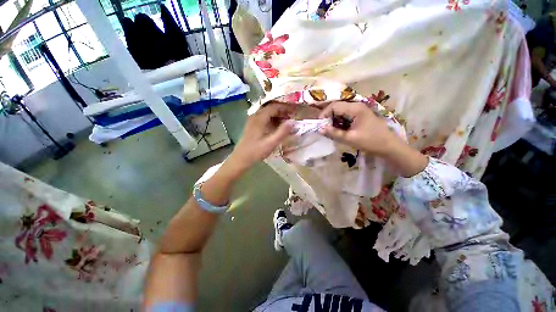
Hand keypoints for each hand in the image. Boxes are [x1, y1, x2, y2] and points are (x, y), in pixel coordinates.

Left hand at [228, 103, 294, 170]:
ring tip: (286, 121)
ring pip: (267, 112)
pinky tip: (277, 126)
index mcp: (259, 118)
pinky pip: (264, 118)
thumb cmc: (255, 152)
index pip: (274, 107)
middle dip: (282, 111)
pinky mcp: (252, 125)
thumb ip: (282, 132)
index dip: (285, 108)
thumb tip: (293, 122)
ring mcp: (252, 120)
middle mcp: (255, 116)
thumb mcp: (271, 143)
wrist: (240, 158)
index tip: (294, 112)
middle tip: (291, 117)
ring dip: (277, 115)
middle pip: (270, 108)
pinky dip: (272, 119)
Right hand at [318, 101, 400, 155]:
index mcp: (355, 109)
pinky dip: (339, 122)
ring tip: (330, 130)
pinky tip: (339, 130)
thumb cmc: (370, 141)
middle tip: (324, 129)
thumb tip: (319, 129)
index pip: (334, 106)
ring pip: (340, 111)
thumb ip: (333, 133)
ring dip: (333, 120)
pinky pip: (346, 116)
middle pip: (337, 107)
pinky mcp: (360, 115)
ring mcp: (359, 110)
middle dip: (328, 117)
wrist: (389, 146)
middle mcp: (357, 106)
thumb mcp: (350, 138)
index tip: (319, 125)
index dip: (324, 114)